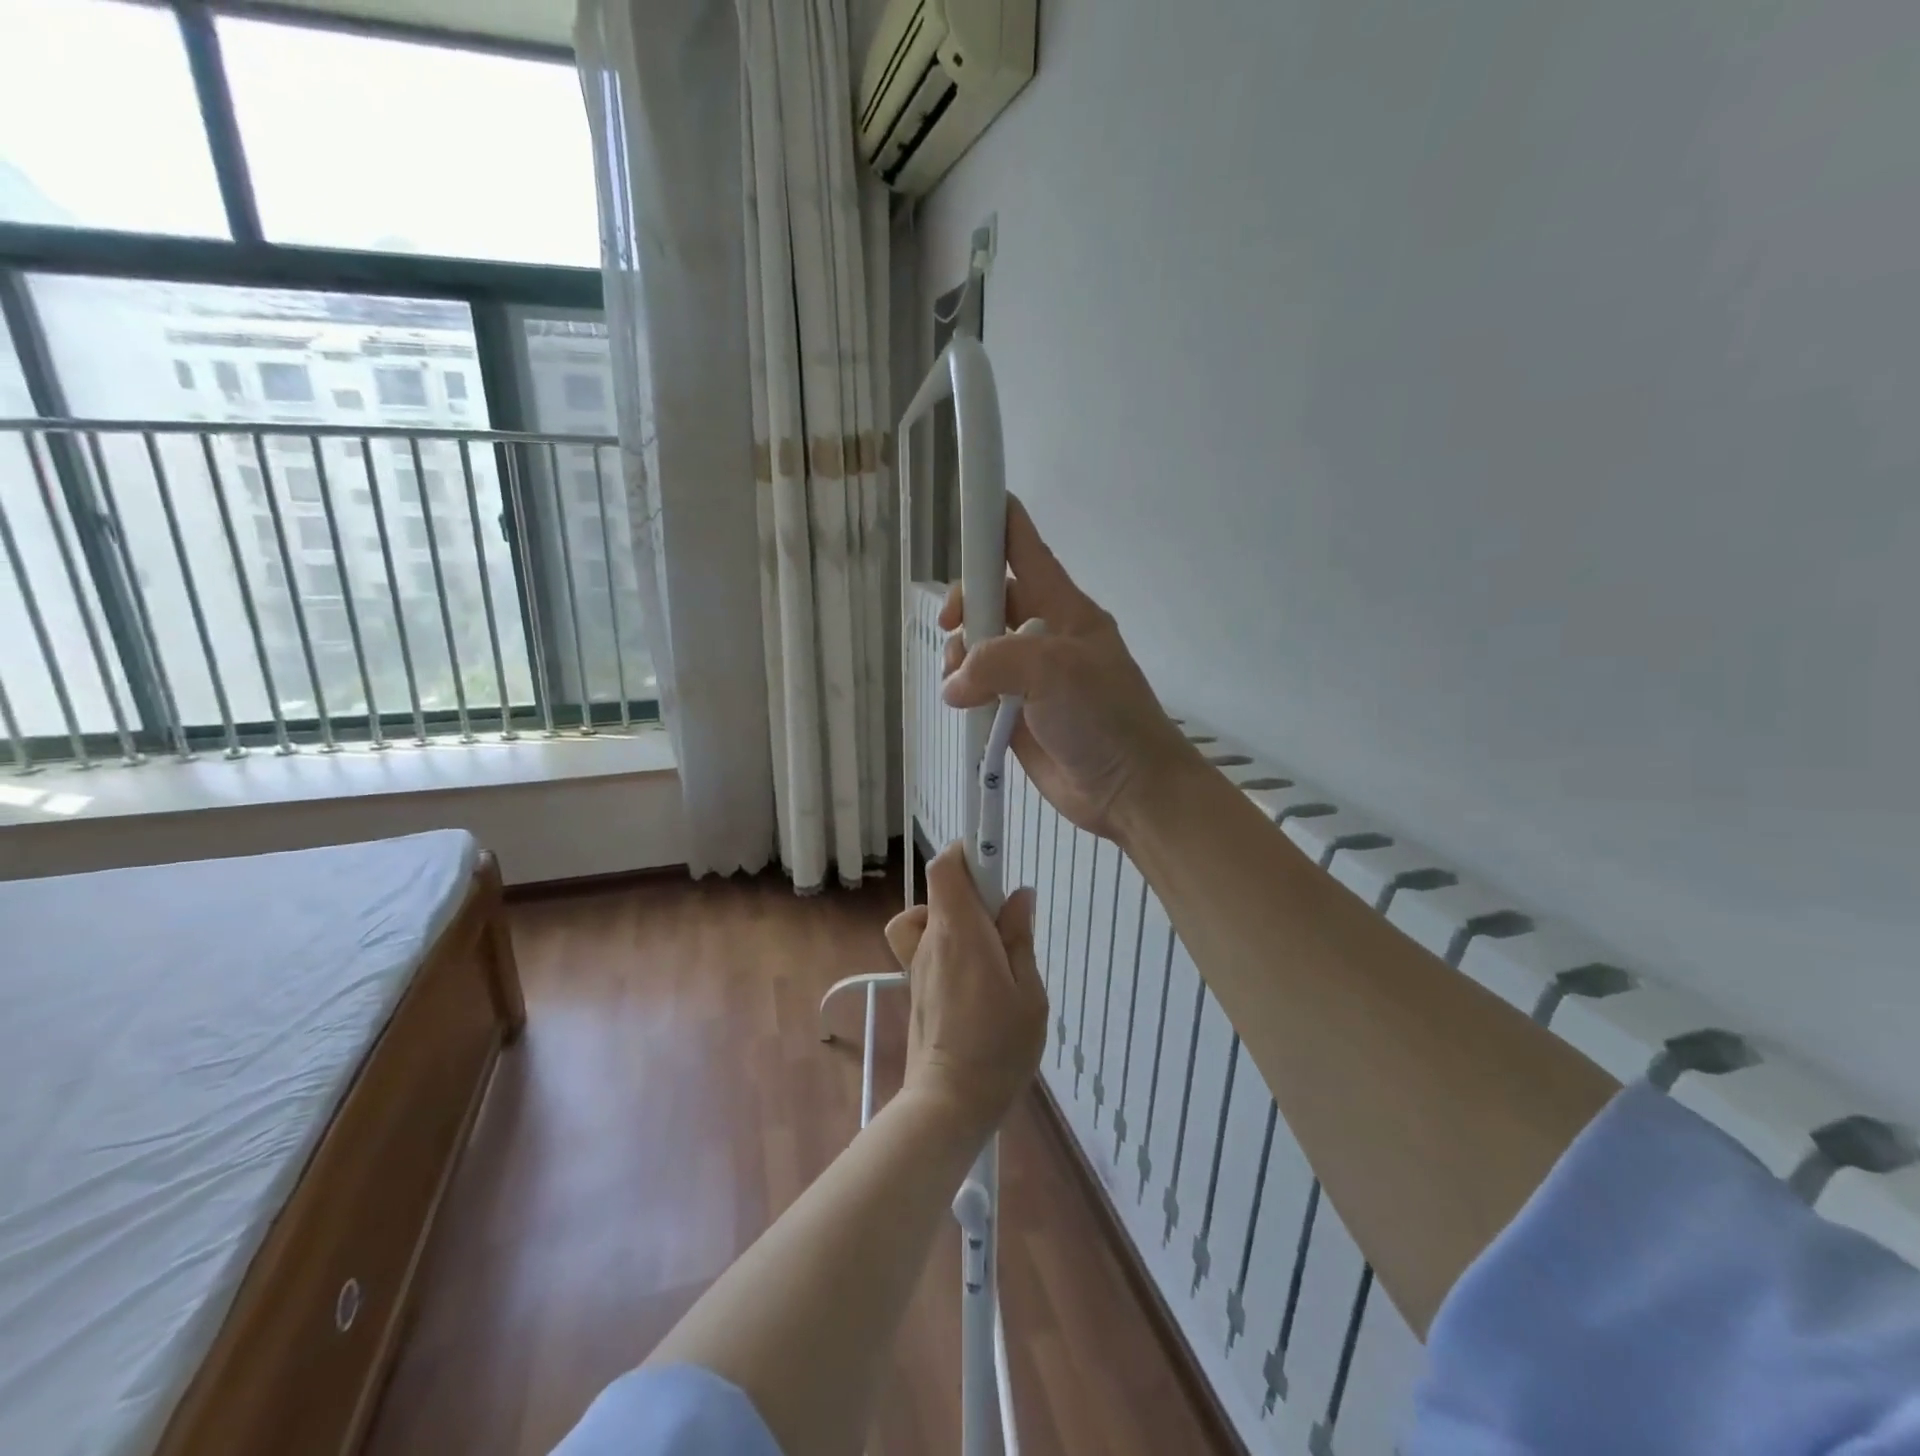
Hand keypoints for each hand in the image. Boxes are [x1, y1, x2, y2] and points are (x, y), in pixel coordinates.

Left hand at [884, 843, 1047, 1136]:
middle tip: (1005, 919)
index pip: (945, 866)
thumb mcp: (1028, 992)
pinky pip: (923, 944)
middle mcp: (931, 939)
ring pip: (927, 915)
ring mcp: (916, 962)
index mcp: (959, 931)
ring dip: (954, 916)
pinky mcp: (914, 985)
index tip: (994, 859)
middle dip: (972, 888)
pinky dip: (942, 942)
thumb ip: (1019, 937)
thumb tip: (1018, 895)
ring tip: (986, 946)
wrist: (949, 1102)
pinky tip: (970, 972)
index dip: (966, 851)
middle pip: (939, 888)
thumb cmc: (998, 1047)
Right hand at [941, 497, 1195, 839]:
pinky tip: (962, 702)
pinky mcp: (1016, 714)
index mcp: (1063, 609)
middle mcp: (1043, 636)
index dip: (999, 522)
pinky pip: (978, 690)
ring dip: (960, 656)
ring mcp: (1029, 677)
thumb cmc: (1105, 718)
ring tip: (962, 682)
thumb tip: (955, 685)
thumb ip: (995, 662)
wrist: (1128, 789)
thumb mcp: (1054, 672)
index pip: (1026, 551)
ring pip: (978, 646)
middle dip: (965, 606)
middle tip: (953, 629)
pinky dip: (963, 691)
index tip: (971, 502)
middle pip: (991, 597)